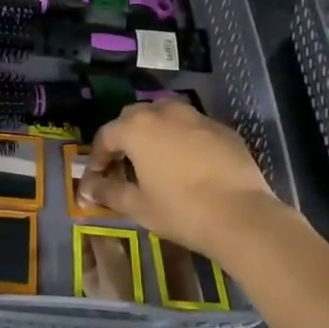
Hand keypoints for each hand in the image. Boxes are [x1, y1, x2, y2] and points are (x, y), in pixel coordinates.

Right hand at [78, 100, 288, 265]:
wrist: (241, 214)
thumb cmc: (181, 210)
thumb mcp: (138, 206)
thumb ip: (109, 192)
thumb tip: (88, 189)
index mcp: (137, 128)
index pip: (106, 135)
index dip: (97, 156)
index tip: (96, 177)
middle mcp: (164, 112)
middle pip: (134, 117)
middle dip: (124, 137)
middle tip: (123, 164)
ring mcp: (196, 117)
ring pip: (165, 115)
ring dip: (154, 131)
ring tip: (155, 158)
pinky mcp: (222, 128)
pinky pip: (192, 126)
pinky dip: (182, 138)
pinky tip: (187, 163)